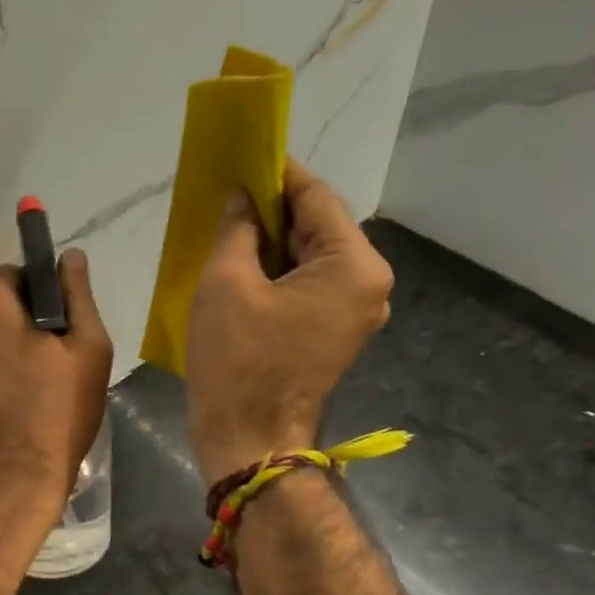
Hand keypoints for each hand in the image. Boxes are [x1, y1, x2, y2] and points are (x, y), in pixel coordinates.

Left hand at [0, 250, 113, 511]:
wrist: (10, 480)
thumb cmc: (56, 411)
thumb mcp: (87, 349)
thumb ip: (78, 295)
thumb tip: (71, 255)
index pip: (13, 275)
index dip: (38, 296)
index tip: (55, 328)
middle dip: (13, 324)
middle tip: (43, 365)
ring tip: (18, 393)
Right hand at [185, 162, 392, 485]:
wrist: (248, 438)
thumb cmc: (237, 359)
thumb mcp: (225, 283)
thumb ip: (237, 229)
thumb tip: (242, 199)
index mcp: (354, 266)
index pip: (316, 199)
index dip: (278, 174)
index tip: (244, 155)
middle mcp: (368, 285)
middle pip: (317, 229)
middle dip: (273, 212)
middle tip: (227, 196)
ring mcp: (354, 313)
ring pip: (310, 260)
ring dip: (271, 244)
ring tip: (227, 230)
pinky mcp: (332, 335)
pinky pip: (306, 288)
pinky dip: (277, 274)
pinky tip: (241, 269)